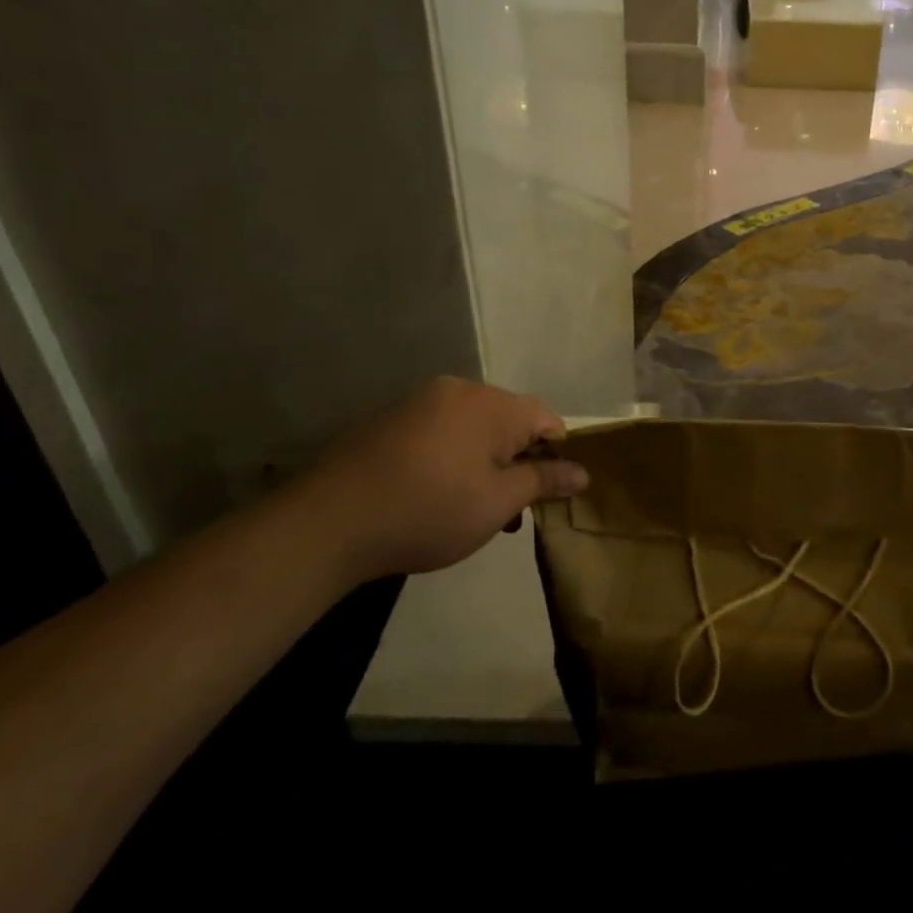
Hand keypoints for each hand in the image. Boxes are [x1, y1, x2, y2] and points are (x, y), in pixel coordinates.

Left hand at [275, 377, 586, 578]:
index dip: (556, 453)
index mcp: (492, 404)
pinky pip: (439, 432)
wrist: (329, 522)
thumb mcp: (498, 504)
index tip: (547, 493)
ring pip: (473, 427)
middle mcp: (458, 390)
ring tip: (475, 510)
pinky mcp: (388, 420)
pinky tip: (435, 495)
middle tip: (511, 510)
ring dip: (485, 462)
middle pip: (509, 420)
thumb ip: (543, 481)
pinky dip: (451, 457)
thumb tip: (583, 472)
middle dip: (518, 461)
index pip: (546, 418)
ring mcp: (419, 402)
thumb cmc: (430, 511)